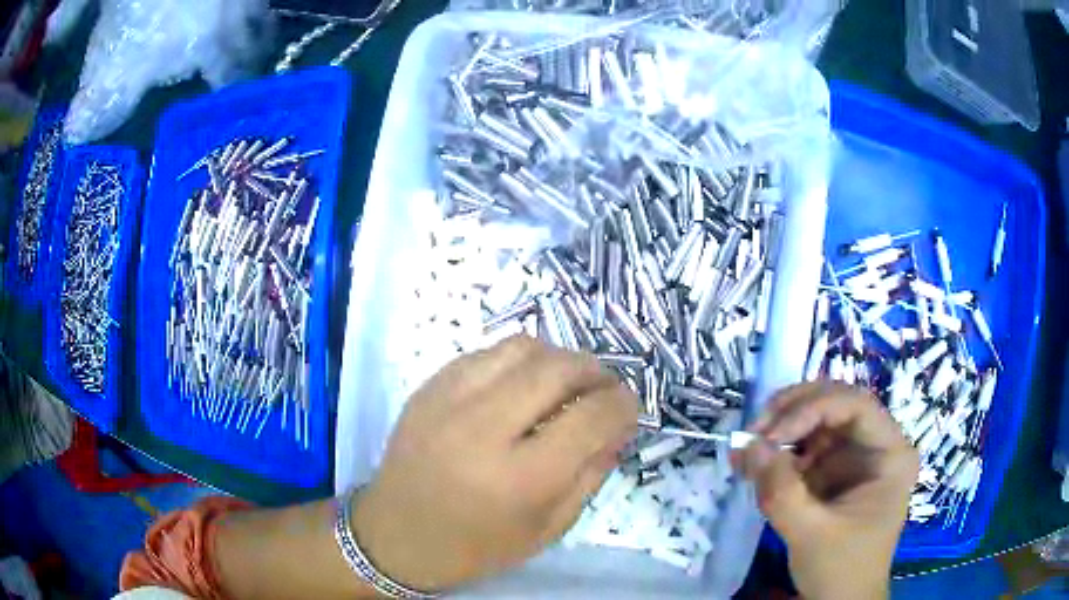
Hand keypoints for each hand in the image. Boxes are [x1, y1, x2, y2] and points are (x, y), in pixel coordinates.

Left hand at [352, 335, 638, 590]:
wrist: (394, 535)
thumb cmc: (474, 547)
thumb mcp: (547, 529)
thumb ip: (590, 475)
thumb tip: (619, 427)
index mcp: (520, 478)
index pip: (592, 417)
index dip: (623, 405)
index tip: (629, 408)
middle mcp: (484, 429)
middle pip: (559, 369)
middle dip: (596, 372)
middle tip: (604, 388)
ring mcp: (449, 401)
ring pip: (522, 348)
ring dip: (558, 358)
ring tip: (566, 382)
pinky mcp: (428, 388)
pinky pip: (487, 353)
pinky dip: (518, 361)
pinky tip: (521, 384)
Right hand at [736, 382, 918, 599]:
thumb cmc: (840, 569)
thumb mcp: (811, 534)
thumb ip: (781, 492)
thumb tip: (749, 446)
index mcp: (890, 454)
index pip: (856, 405)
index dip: (812, 408)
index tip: (771, 435)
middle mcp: (875, 445)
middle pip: (836, 404)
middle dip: (792, 411)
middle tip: (754, 429)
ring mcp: (854, 457)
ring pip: (816, 421)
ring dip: (779, 429)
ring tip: (745, 450)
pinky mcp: (833, 472)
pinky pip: (804, 448)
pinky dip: (776, 452)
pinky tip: (751, 465)